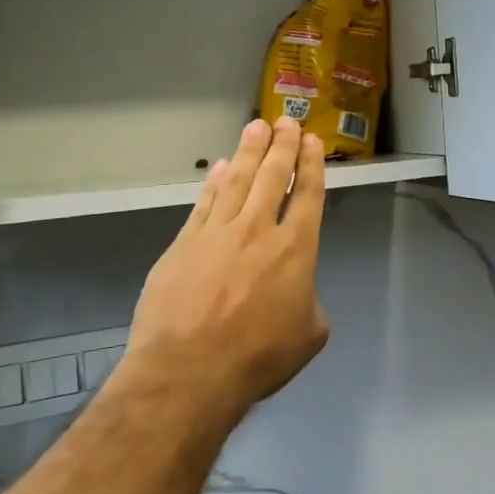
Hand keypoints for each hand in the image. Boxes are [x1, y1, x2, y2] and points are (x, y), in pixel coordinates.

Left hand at [128, 117, 330, 413]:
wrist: (189, 372)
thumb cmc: (259, 357)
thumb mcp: (309, 333)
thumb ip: (309, 301)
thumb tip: (297, 293)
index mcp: (296, 249)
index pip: (307, 195)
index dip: (310, 165)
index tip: (311, 141)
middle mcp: (259, 231)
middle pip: (272, 177)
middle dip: (281, 146)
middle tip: (285, 121)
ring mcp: (217, 235)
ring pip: (236, 182)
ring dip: (248, 152)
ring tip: (255, 128)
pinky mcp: (183, 246)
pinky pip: (203, 205)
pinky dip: (213, 183)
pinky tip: (218, 169)